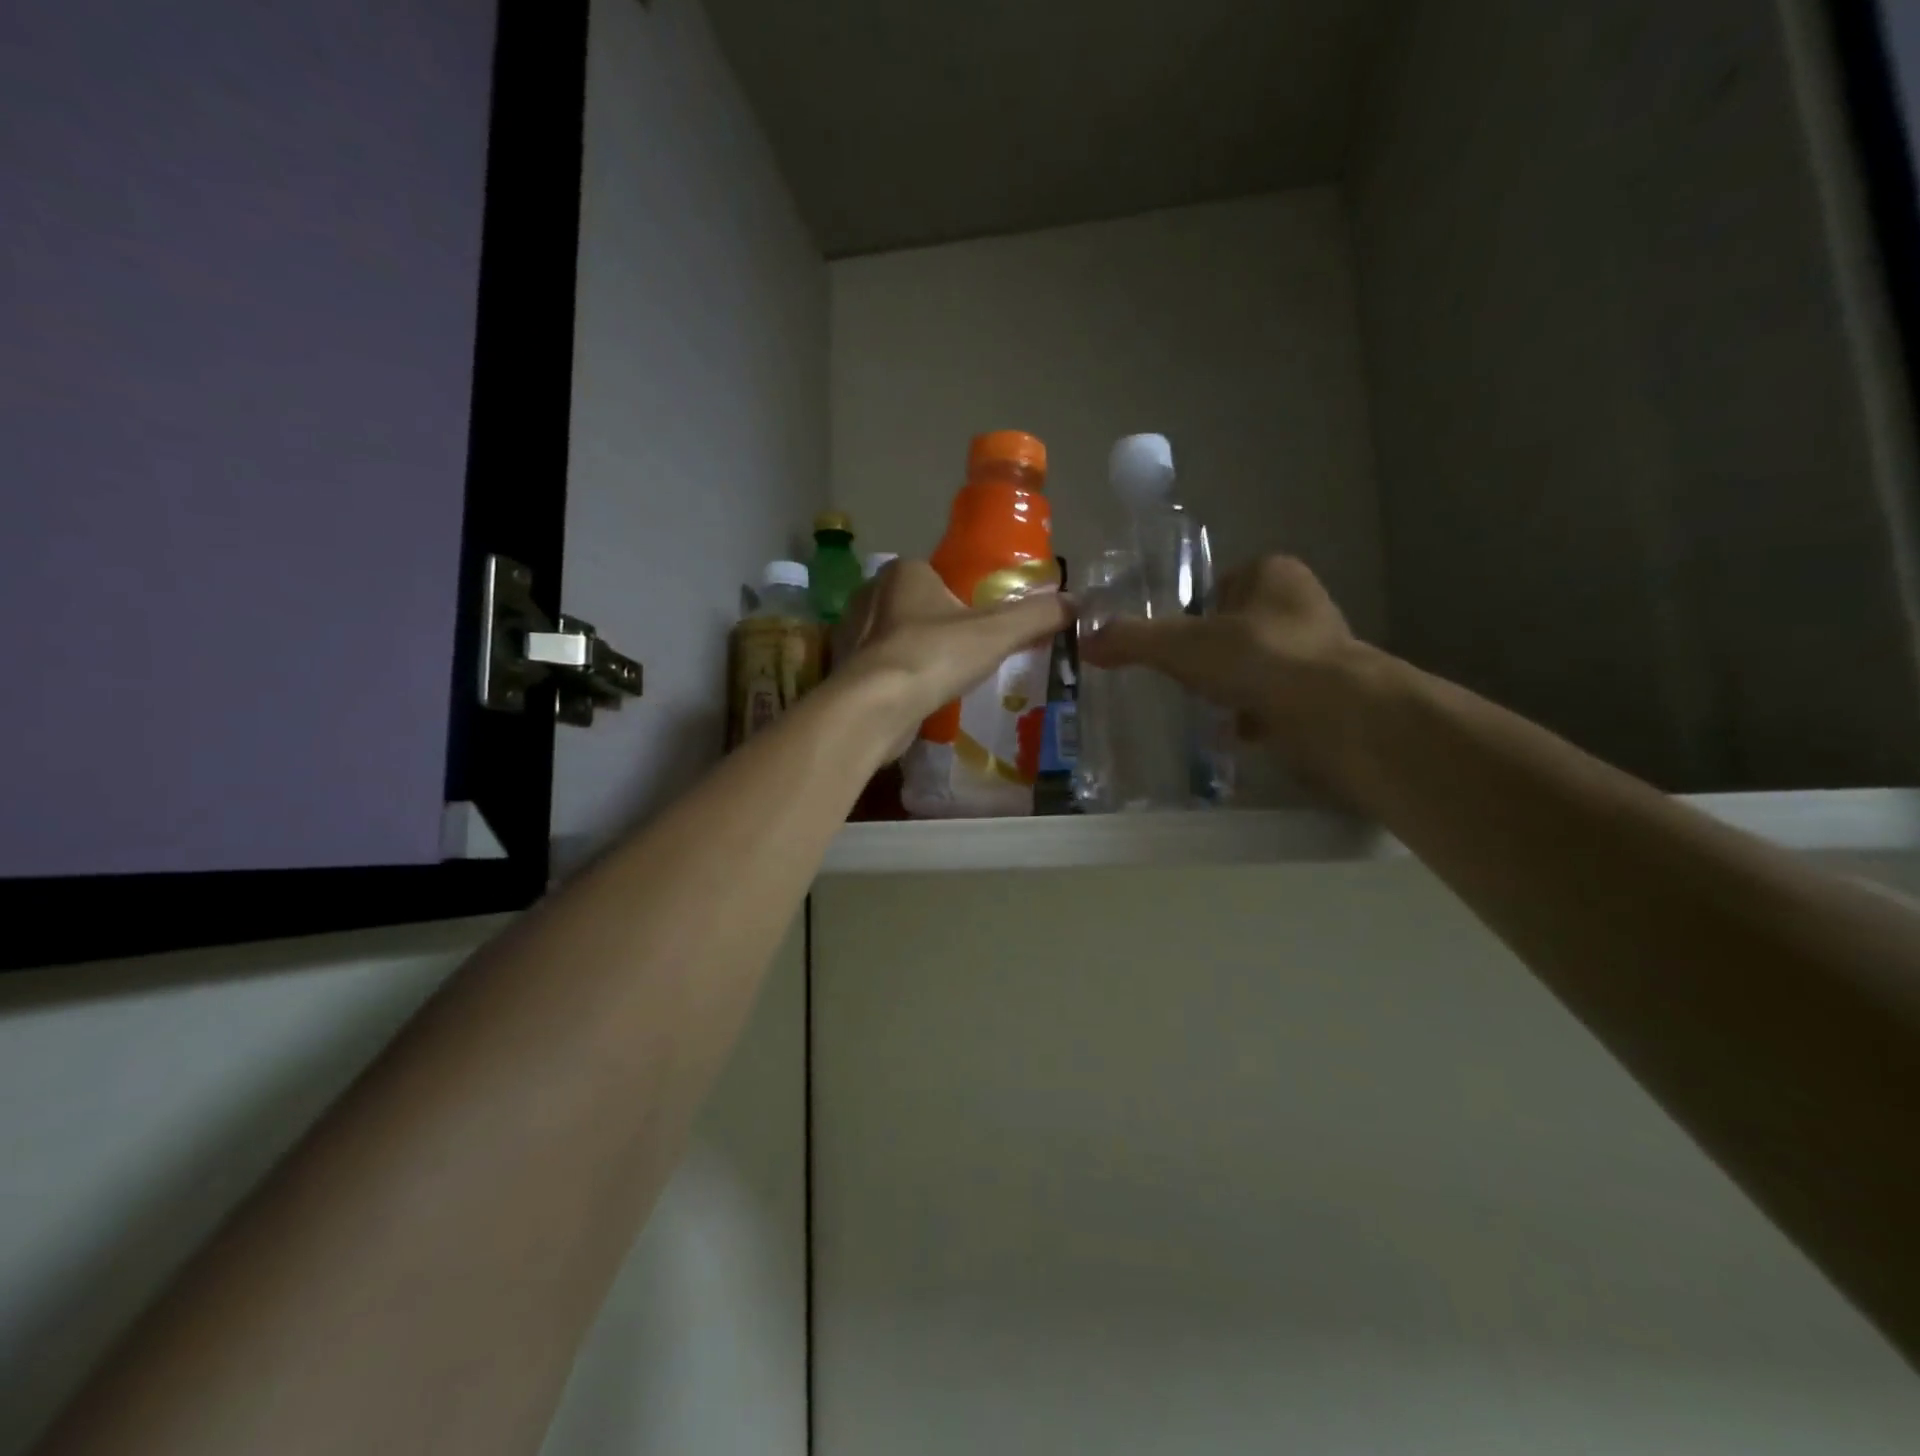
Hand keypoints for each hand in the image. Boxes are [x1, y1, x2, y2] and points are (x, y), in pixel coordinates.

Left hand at [831, 560, 1070, 753]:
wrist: (874, 707)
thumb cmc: (934, 656)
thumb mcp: (996, 633)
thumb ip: (1035, 616)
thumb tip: (1077, 602)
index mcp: (903, 572)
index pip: (939, 574)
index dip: (963, 596)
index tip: (983, 623)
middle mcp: (871, 594)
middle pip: (918, 606)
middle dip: (940, 627)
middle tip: (969, 653)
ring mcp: (853, 634)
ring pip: (898, 638)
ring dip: (919, 654)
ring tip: (947, 678)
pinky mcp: (846, 670)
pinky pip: (882, 668)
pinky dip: (900, 678)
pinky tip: (919, 696)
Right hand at [1080, 554, 1384, 793]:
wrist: (1334, 715)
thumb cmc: (1258, 659)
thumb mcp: (1180, 646)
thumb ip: (1132, 640)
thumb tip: (1085, 643)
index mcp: (1273, 574)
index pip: (1222, 582)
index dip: (1194, 610)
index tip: (1172, 641)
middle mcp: (1302, 604)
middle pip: (1239, 625)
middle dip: (1213, 652)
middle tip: (1181, 676)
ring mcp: (1319, 650)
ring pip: (1258, 664)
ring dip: (1233, 684)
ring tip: (1202, 706)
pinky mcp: (1326, 693)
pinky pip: (1277, 699)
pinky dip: (1255, 714)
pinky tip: (1233, 732)